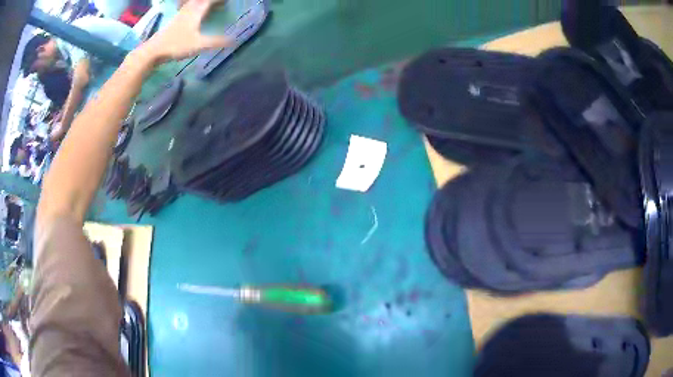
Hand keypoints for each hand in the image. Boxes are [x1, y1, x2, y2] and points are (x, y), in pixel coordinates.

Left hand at [140, 0, 231, 64]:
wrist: (153, 51)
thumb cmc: (176, 46)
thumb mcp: (198, 45)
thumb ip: (216, 42)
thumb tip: (234, 41)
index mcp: (196, 12)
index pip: (210, 1)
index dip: (219, 1)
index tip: (226, 2)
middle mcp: (188, 10)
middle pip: (200, 0)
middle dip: (210, 2)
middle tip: (218, 4)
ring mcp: (179, 15)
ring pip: (192, 3)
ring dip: (200, 3)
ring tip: (206, 6)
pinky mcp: (173, 22)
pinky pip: (186, 9)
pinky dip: (192, 8)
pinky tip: (191, 13)